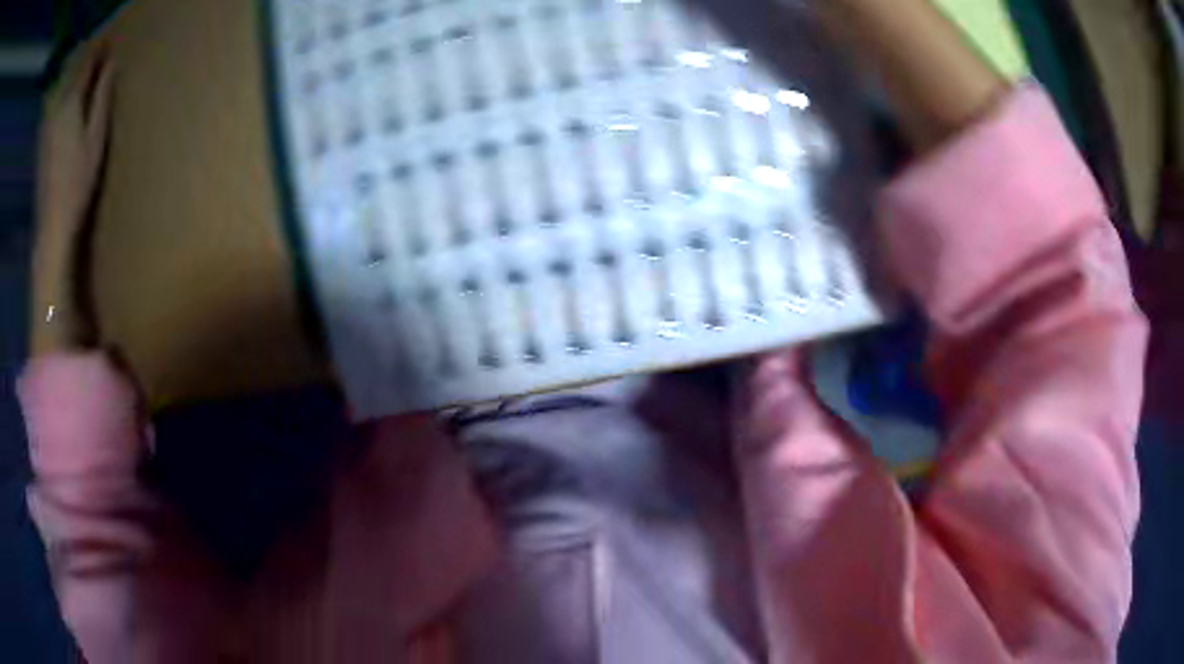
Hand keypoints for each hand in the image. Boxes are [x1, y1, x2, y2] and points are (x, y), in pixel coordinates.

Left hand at [37, 48, 113, 240]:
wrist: (52, 226)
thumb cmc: (78, 183)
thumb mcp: (96, 137)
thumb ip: (102, 98)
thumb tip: (111, 65)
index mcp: (71, 102)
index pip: (88, 63)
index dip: (100, 51)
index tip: (112, 46)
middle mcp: (57, 109)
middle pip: (74, 75)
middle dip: (88, 65)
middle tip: (102, 62)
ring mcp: (47, 127)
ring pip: (64, 92)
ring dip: (76, 82)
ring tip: (88, 82)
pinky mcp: (43, 143)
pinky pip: (56, 109)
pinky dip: (65, 101)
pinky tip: (71, 108)